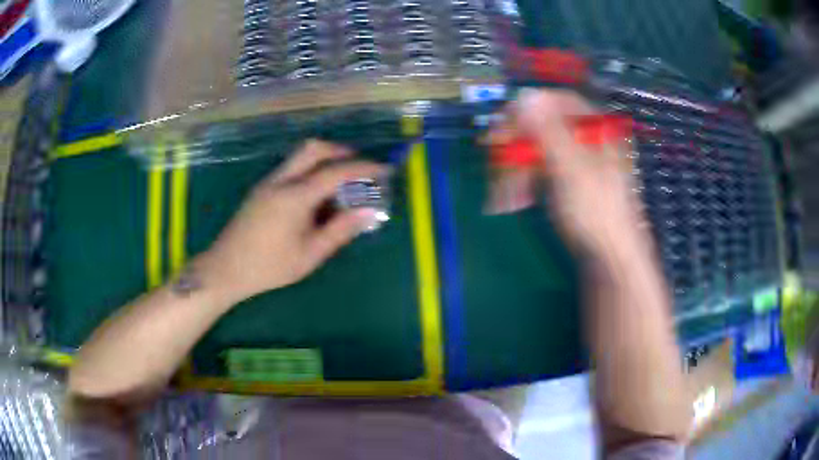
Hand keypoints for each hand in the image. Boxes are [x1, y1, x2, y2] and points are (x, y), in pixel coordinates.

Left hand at [197, 140, 387, 303]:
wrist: (226, 269)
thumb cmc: (269, 266)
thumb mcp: (310, 254)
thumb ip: (340, 230)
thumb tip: (369, 212)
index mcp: (295, 196)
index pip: (335, 172)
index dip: (363, 168)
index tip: (383, 169)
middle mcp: (280, 180)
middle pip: (313, 149)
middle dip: (340, 151)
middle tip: (358, 167)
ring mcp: (268, 182)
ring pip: (299, 156)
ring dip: (323, 160)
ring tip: (340, 183)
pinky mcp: (261, 189)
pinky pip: (290, 169)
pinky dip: (309, 171)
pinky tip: (315, 196)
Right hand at [511, 89, 649, 256]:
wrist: (610, 261)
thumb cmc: (597, 212)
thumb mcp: (572, 169)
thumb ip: (548, 131)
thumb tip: (525, 95)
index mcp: (597, 131)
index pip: (560, 102)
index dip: (530, 107)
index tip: (504, 120)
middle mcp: (587, 142)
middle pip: (544, 128)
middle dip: (516, 143)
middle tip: (492, 155)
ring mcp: (578, 165)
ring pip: (539, 152)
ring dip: (515, 169)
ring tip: (501, 194)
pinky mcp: (569, 186)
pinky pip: (541, 174)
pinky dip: (524, 184)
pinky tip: (511, 201)